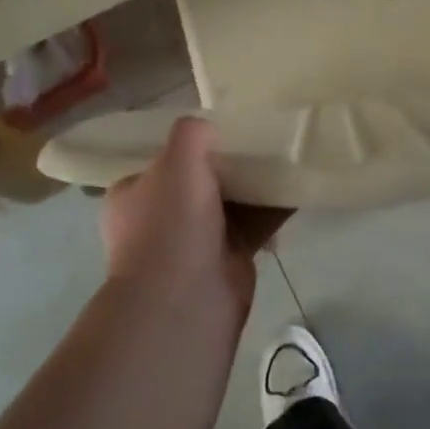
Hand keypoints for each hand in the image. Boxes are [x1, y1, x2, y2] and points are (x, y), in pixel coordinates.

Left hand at [102, 117, 289, 313]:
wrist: (185, 299)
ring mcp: (191, 244)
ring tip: (284, 159)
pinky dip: (272, 211)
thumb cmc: (172, 223)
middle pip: (198, 182)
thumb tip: (209, 129)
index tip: (221, 133)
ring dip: (253, 187)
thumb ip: (192, 133)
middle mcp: (158, 220)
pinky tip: (296, 190)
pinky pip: (252, 226)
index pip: (160, 162)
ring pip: (228, 204)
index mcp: (132, 195)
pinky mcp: (226, 261)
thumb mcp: (177, 159)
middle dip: (227, 167)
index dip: (189, 148)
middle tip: (258, 143)